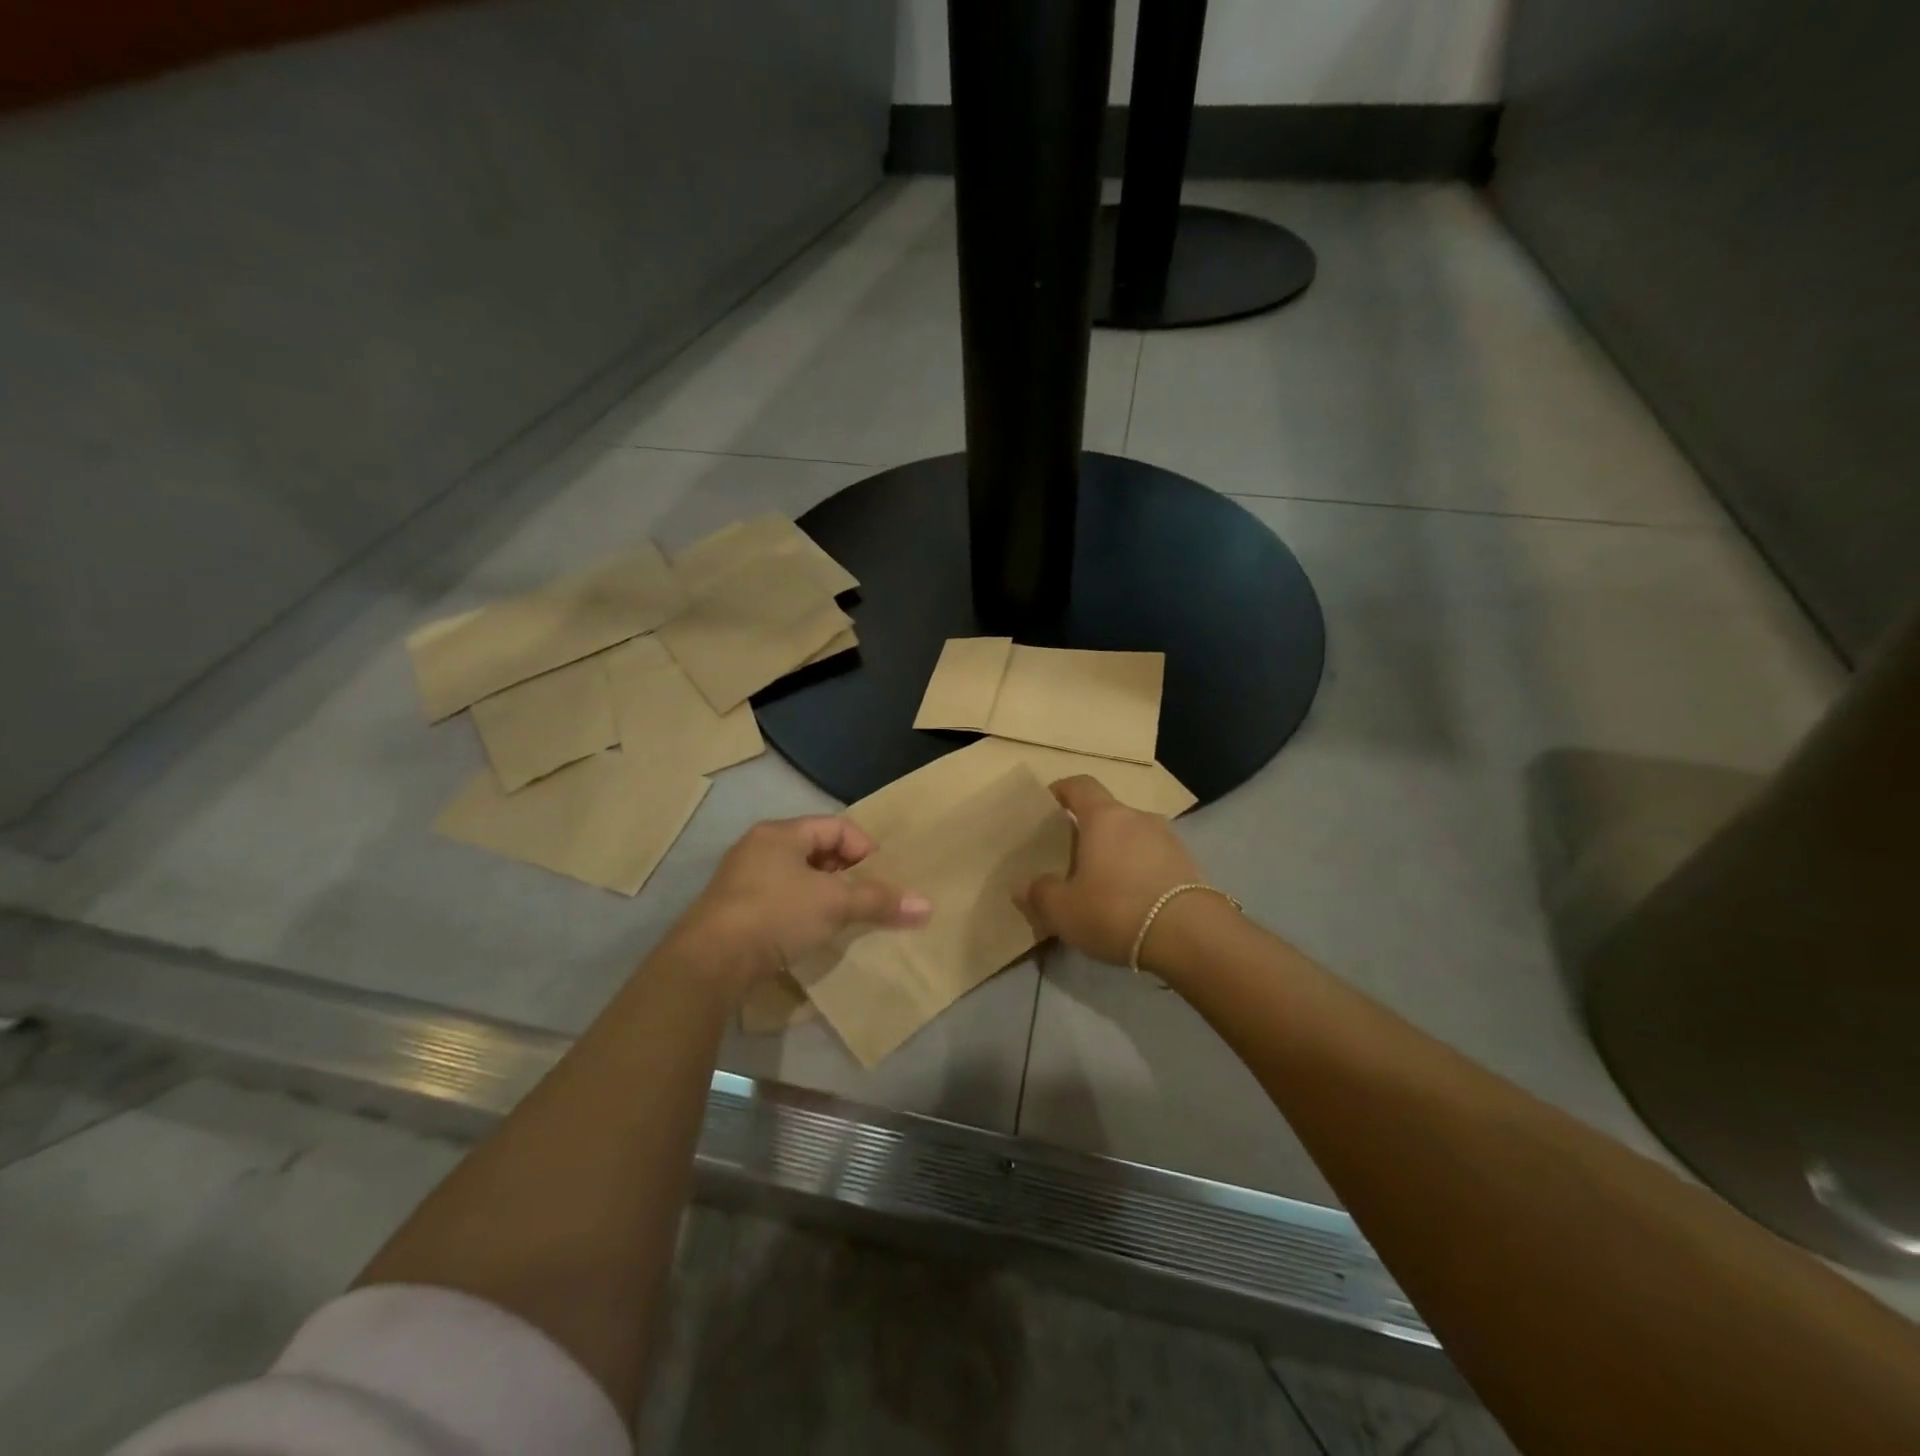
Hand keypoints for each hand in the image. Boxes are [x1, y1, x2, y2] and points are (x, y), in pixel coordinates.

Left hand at [665, 817, 930, 998]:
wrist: (709, 962)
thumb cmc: (776, 914)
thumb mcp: (834, 904)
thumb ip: (879, 901)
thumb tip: (927, 905)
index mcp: (781, 833)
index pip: (837, 826)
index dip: (866, 848)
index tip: (881, 879)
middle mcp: (759, 848)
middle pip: (818, 851)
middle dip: (847, 874)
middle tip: (867, 899)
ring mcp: (742, 880)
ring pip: (798, 879)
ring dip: (825, 896)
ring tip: (844, 919)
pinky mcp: (734, 912)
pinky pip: (780, 901)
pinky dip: (802, 913)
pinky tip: (812, 935)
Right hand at [1015, 776, 1205, 967]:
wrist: (1191, 937)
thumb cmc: (1116, 910)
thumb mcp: (1063, 910)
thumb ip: (1039, 893)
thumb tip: (1022, 884)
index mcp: (1104, 817)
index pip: (1080, 785)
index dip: (1062, 790)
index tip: (1048, 803)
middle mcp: (1138, 818)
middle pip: (1108, 814)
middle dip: (1088, 832)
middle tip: (1071, 859)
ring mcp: (1169, 840)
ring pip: (1133, 838)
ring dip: (1117, 854)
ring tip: (1103, 886)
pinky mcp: (1189, 866)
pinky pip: (1154, 861)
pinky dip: (1140, 873)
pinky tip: (1131, 903)